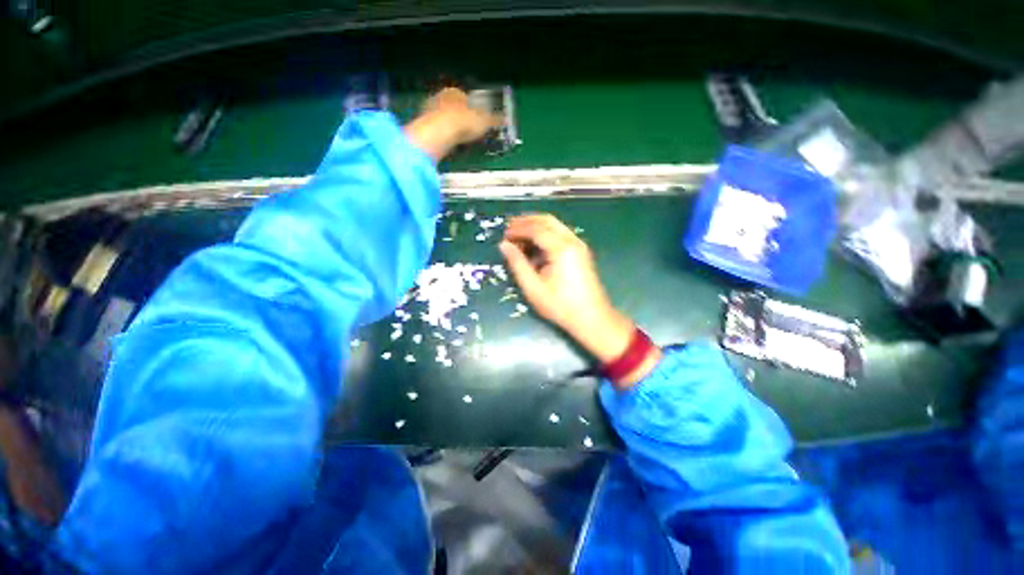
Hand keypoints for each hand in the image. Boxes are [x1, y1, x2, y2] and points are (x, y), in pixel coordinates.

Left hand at [405, 88, 501, 160]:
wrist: (440, 132)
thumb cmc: (464, 122)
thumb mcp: (483, 122)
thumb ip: (493, 120)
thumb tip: (505, 120)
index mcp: (455, 92)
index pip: (464, 97)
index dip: (472, 109)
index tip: (476, 120)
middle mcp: (440, 96)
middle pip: (452, 106)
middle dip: (459, 117)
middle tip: (468, 130)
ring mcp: (429, 109)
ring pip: (442, 117)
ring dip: (449, 126)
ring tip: (458, 139)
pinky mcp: (423, 124)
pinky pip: (436, 129)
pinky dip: (442, 135)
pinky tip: (448, 143)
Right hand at [500, 215, 659, 385]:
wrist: (592, 318)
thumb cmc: (560, 306)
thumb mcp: (533, 287)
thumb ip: (517, 264)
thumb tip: (504, 245)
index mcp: (561, 248)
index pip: (536, 229)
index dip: (518, 229)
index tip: (504, 236)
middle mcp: (572, 241)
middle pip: (547, 220)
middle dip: (527, 221)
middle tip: (510, 228)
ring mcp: (579, 245)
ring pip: (555, 226)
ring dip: (536, 227)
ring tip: (519, 237)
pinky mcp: (581, 252)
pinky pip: (561, 235)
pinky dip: (546, 236)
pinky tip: (535, 248)